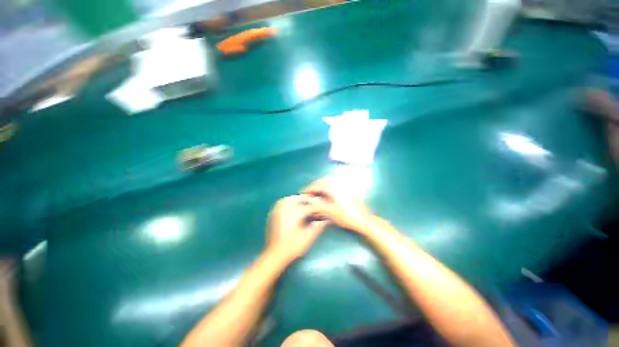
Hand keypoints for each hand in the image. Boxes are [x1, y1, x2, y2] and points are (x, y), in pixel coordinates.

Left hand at [266, 195, 328, 261]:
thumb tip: (326, 219)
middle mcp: (284, 210)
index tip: (321, 208)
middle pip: (297, 198)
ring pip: (288, 199)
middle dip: (306, 200)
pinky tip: (292, 207)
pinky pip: (280, 203)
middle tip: (313, 205)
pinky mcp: (273, 214)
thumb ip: (318, 226)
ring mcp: (277, 211)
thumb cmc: (292, 247)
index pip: (308, 206)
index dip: (316, 206)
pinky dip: (288, 202)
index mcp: (294, 214)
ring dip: (296, 199)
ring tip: (303, 204)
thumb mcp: (308, 237)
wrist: (275, 255)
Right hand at [301, 178, 374, 233]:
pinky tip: (327, 193)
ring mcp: (344, 185)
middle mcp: (338, 183)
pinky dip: (328, 186)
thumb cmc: (346, 216)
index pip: (317, 185)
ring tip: (316, 193)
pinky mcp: (348, 189)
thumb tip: (308, 201)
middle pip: (322, 181)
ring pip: (329, 181)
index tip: (302, 193)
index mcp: (332, 187)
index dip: (308, 189)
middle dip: (314, 186)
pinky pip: (335, 183)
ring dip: (321, 185)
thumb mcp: (330, 212)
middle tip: (309, 193)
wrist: (364, 219)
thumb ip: (318, 205)